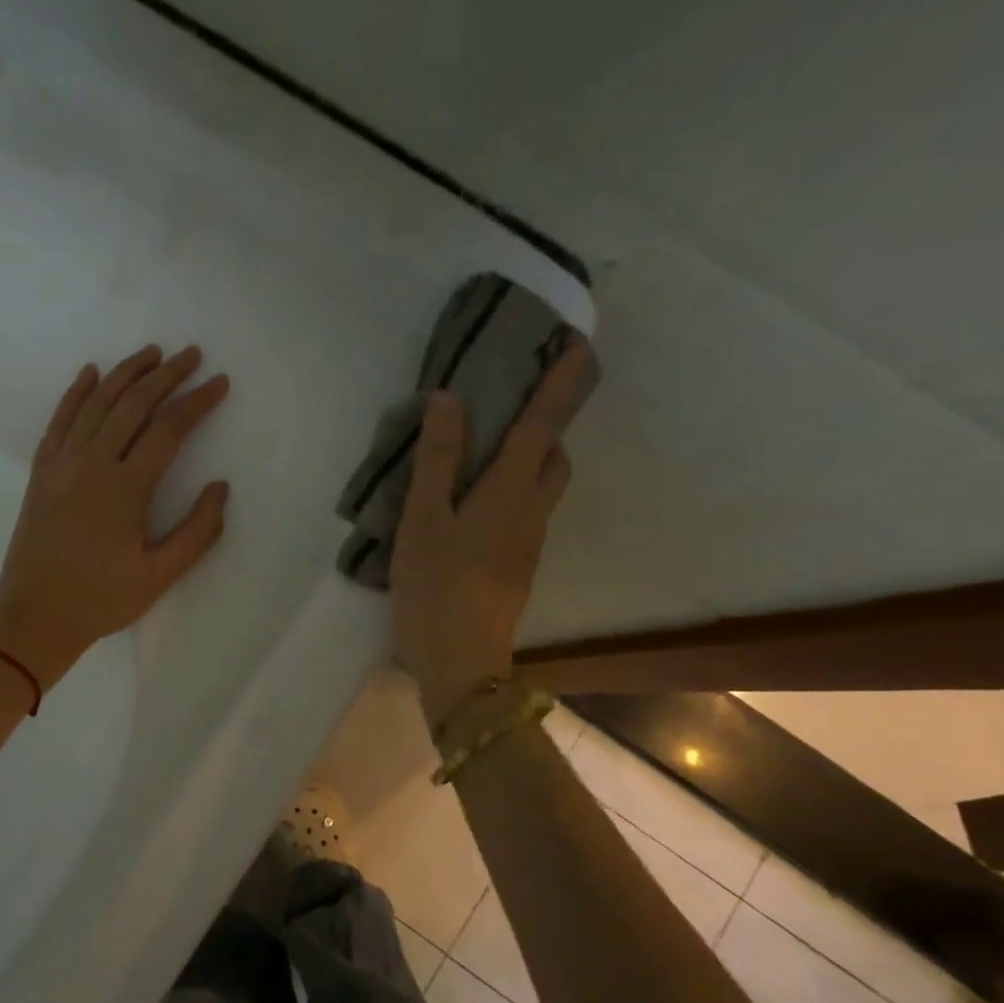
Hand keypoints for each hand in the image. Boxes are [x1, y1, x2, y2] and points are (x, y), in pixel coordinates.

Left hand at [0, 344, 230, 685]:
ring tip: (151, 352)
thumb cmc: (102, 600)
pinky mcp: (41, 473)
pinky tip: (90, 373)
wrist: (34, 618)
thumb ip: (198, 531)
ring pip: (96, 404)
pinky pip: (60, 421)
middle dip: (166, 375)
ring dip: (125, 373)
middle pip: (133, 404)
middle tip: (191, 355)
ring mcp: (62, 465)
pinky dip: (76, 392)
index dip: (197, 402)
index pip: (169, 429)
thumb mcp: (160, 576)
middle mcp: (92, 464)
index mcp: (126, 489)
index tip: (219, 383)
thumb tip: (220, 487)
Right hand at [391, 341, 590, 726]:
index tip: (579, 343)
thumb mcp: (424, 517)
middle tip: (509, 407)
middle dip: (545, 424)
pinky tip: (468, 506)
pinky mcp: (517, 564)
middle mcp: (531, 510)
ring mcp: (528, 541)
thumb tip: (451, 398)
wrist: (460, 659)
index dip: (562, 382)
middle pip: (554, 455)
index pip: (543, 423)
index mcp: (510, 490)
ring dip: (526, 459)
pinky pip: (524, 511)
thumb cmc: (436, 584)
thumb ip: (437, 458)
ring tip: (481, 453)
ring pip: (540, 486)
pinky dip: (510, 490)